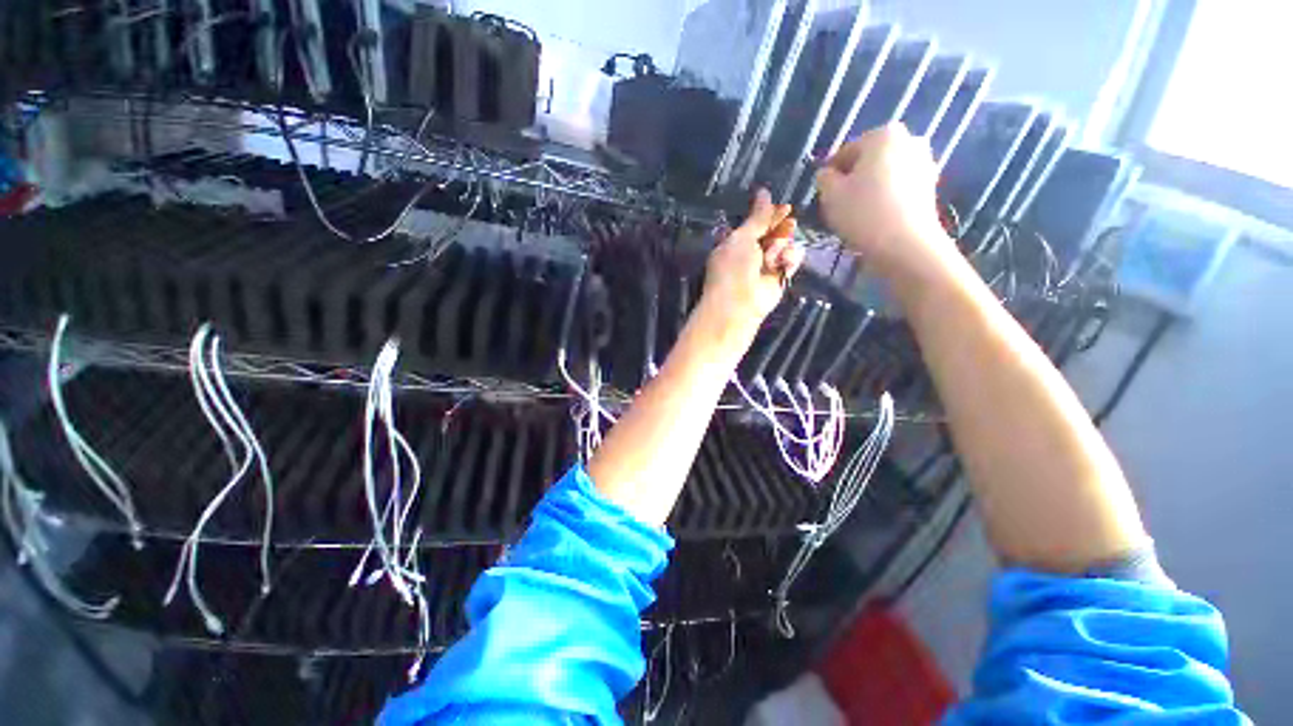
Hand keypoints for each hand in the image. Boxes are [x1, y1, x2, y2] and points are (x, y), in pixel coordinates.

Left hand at [701, 189, 804, 333]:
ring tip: (775, 254)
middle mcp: (749, 254)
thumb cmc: (733, 269)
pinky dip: (790, 259)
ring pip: (784, 246)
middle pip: (772, 233)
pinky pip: (791, 262)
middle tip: (788, 225)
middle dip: (780, 229)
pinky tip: (784, 262)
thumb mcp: (742, 238)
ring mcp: (765, 267)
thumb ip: (757, 218)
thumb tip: (764, 193)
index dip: (769, 215)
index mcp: (735, 243)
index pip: (755, 224)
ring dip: (783, 245)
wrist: (738, 305)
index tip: (785, 207)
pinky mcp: (779, 279)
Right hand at [816, 123, 958, 284]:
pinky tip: (875, 219)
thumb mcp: (830, 195)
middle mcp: (909, 140)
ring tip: (856, 214)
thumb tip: (827, 174)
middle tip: (839, 204)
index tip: (823, 194)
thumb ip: (824, 178)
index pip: (846, 151)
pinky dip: (886, 199)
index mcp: (883, 134)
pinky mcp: (931, 187)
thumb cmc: (862, 212)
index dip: (830, 174)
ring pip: (885, 174)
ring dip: (870, 188)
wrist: (905, 243)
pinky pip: (899, 188)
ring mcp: (925, 163)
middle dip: (854, 179)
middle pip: (869, 160)